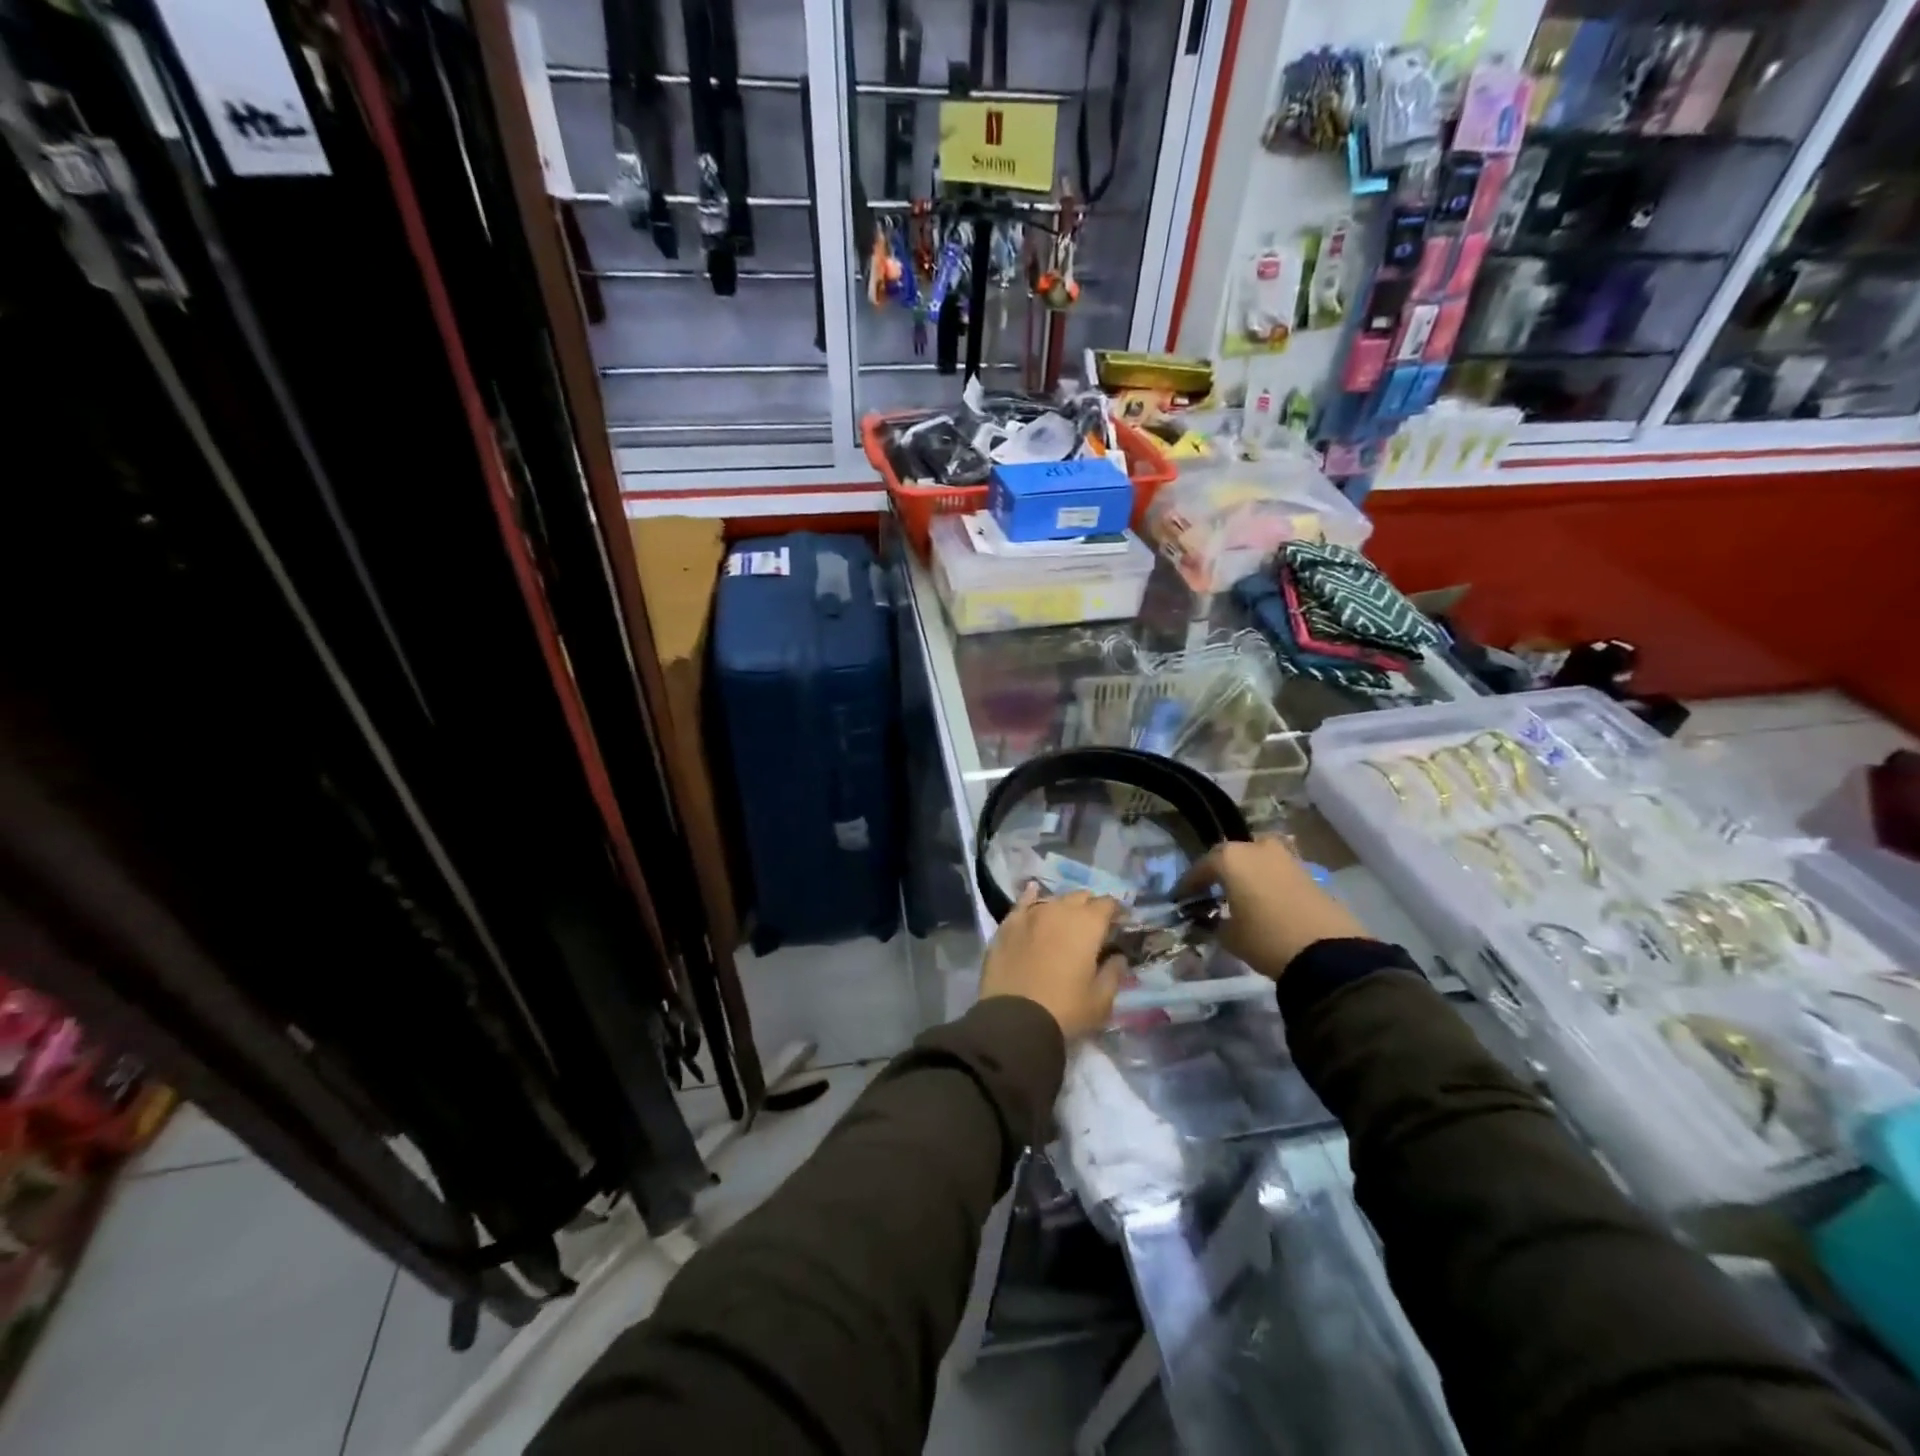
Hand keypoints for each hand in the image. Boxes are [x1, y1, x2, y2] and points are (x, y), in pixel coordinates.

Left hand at [980, 886, 1125, 1041]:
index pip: (1107, 904)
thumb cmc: (1065, 1010)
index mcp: (1087, 925)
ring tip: (1066, 920)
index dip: (1116, 911)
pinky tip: (1034, 893)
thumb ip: (1114, 973)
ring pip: (1053, 899)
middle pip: (1080, 897)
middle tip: (1094, 926)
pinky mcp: (1008, 924)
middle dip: (1090, 907)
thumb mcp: (1101, 1000)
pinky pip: (1023, 903)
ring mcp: (1031, 914)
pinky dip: (1031, 897)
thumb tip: (1118, 957)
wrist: (1014, 1019)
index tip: (1120, 923)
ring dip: (1064, 906)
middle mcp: (1059, 910)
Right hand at [1177, 838, 1366, 980]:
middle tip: (1212, 891)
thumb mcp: (1229, 936)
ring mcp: (1286, 857)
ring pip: (1258, 859)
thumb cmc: (1266, 939)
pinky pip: (1278, 871)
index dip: (1189, 884)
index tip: (1180, 897)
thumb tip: (1210, 920)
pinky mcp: (1309, 872)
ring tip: (1241, 894)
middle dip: (1220, 871)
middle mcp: (1256, 848)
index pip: (1201, 867)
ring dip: (1248, 873)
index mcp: (1230, 858)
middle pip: (1231, 855)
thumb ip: (1214, 923)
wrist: (1327, 952)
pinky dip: (1268, 881)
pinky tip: (1265, 900)